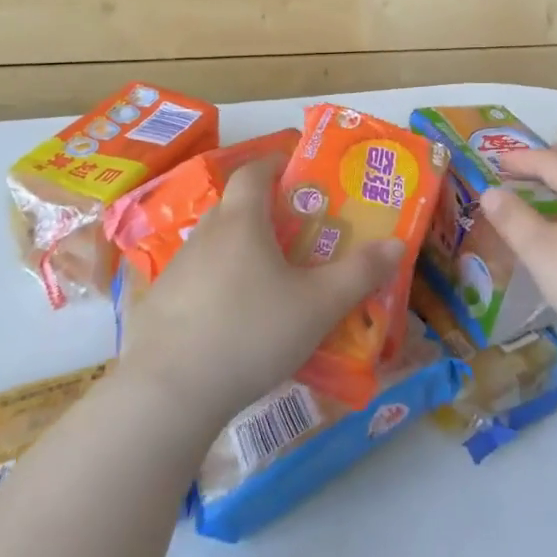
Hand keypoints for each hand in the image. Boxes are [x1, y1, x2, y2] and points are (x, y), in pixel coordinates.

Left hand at [117, 158, 402, 428]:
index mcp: (241, 222)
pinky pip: (198, 280)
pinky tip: (236, 318)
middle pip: (235, 206)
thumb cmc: (252, 332)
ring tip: (271, 278)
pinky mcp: (160, 306)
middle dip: (265, 210)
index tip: (298, 171)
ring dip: (241, 250)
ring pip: (215, 245)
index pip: (254, 172)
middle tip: (298, 231)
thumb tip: (396, 244)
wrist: (170, 393)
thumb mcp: (319, 305)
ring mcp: (176, 271)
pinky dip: (219, 285)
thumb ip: (360, 273)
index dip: (276, 163)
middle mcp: (204, 236)